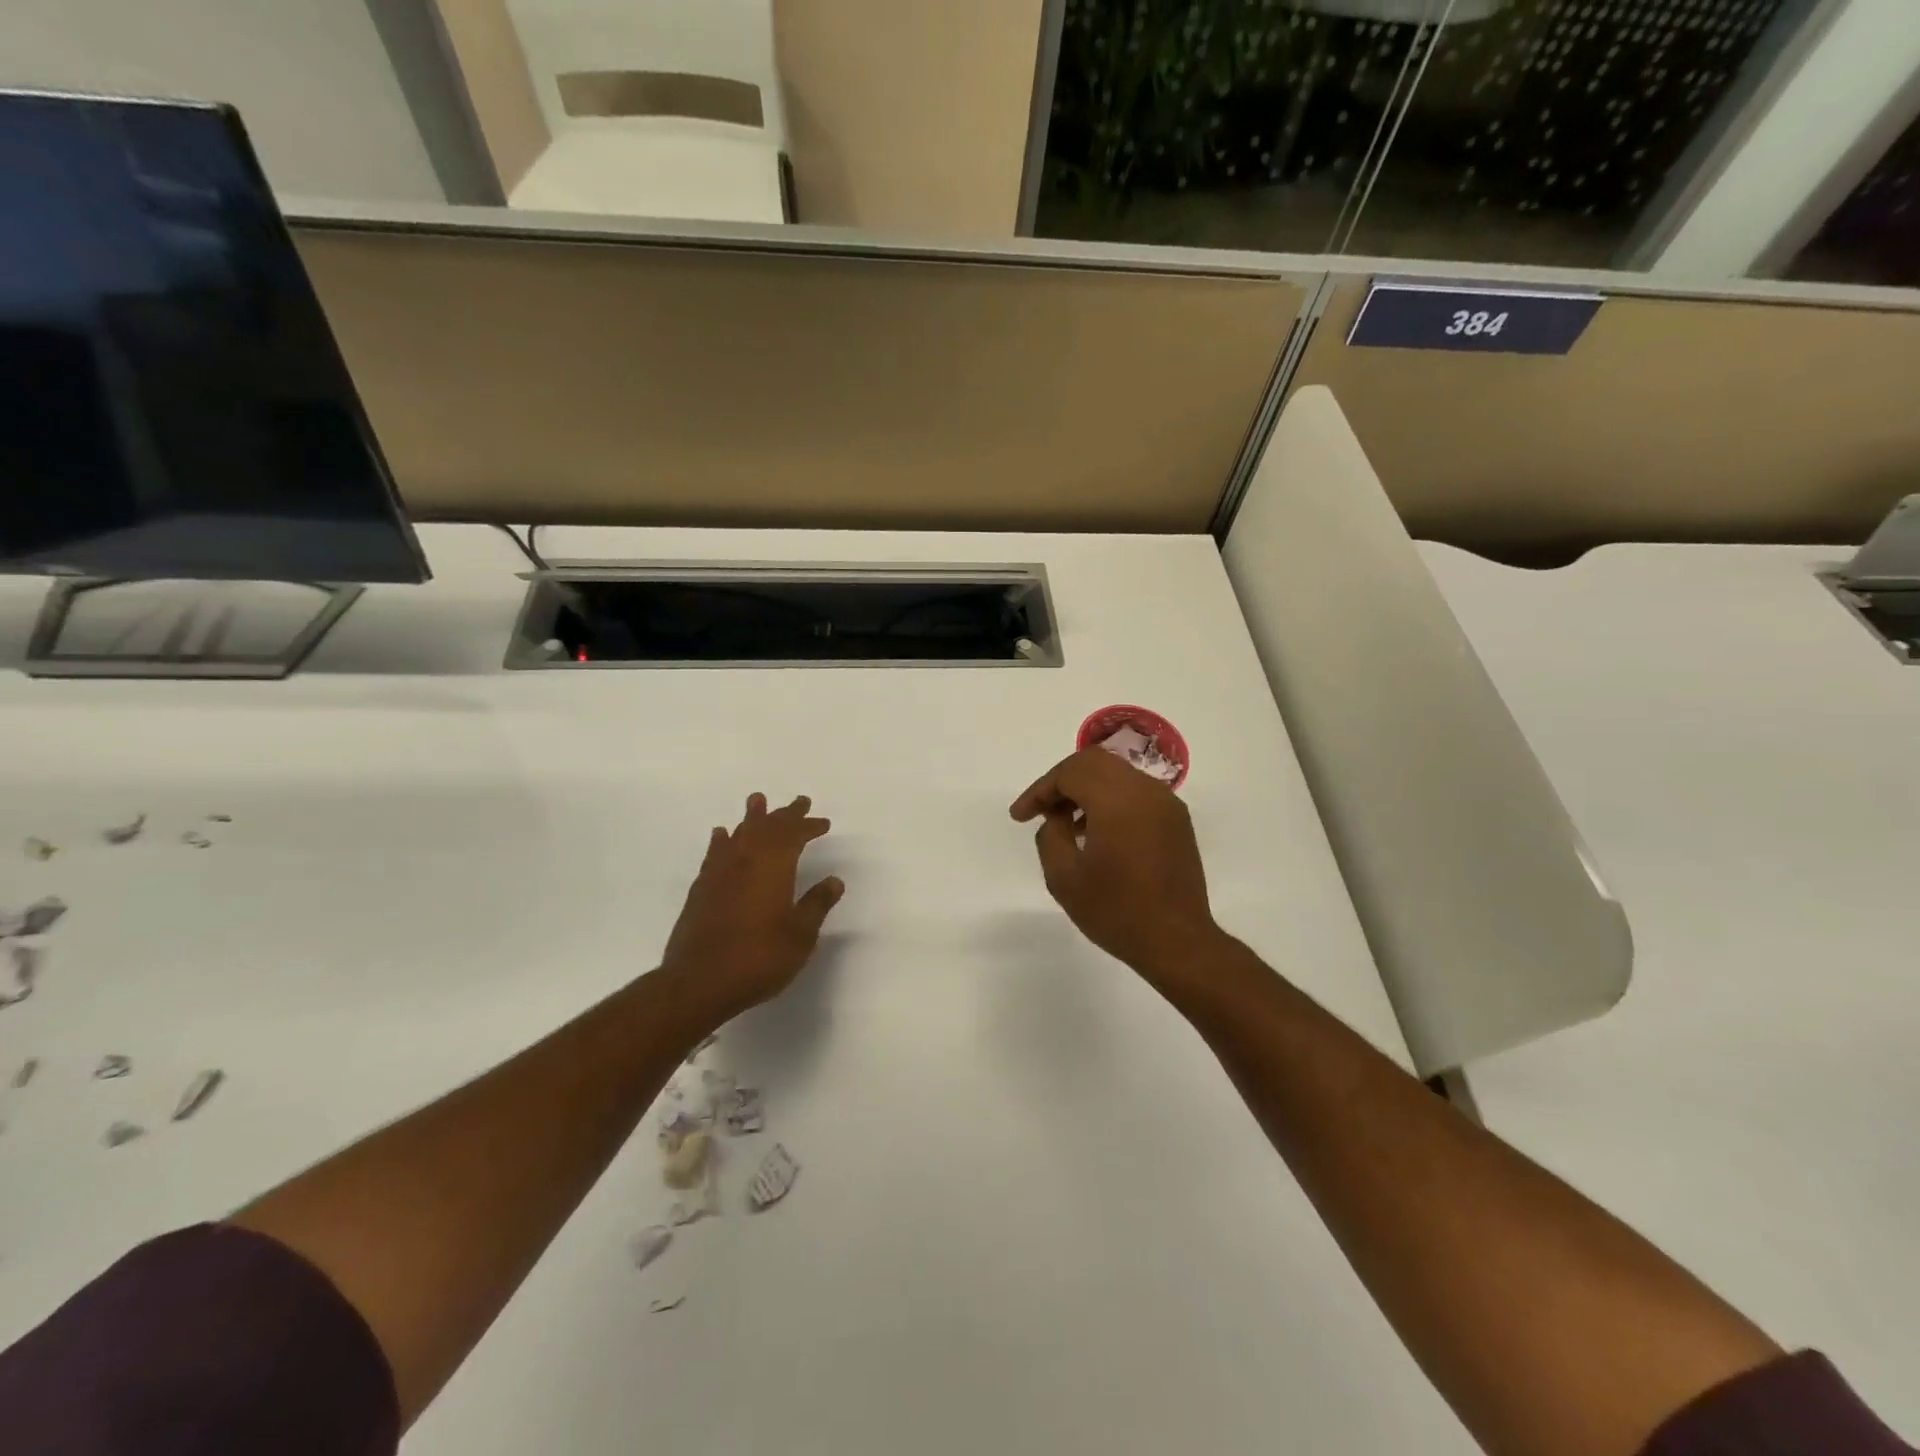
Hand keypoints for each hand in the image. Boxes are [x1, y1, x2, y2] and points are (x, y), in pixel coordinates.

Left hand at [659, 793, 843, 1018]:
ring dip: (752, 817)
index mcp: (774, 867)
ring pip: (739, 834)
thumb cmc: (759, 958)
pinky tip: (722, 835)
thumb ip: (816, 905)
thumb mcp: (800, 936)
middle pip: (767, 827)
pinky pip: (715, 853)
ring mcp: (719, 873)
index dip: (809, 826)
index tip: (823, 823)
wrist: (699, 982)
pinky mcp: (701, 889)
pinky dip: (722, 840)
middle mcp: (745, 861)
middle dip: (785, 814)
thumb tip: (834, 880)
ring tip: (758, 800)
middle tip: (800, 802)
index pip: (794, 835)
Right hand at [1010, 748, 1222, 981]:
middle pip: (1094, 762)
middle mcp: (1145, 791)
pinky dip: (1110, 799)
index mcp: (1117, 800)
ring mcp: (1166, 803)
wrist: (1177, 943)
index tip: (1020, 816)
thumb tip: (1057, 817)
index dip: (1040, 789)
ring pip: (1117, 773)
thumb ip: (1050, 835)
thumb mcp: (1064, 878)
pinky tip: (1096, 832)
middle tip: (1042, 810)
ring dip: (1086, 788)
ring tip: (1065, 823)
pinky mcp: (1176, 819)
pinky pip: (1136, 792)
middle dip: (1062, 781)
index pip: (1070, 772)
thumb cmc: (1116, 911)